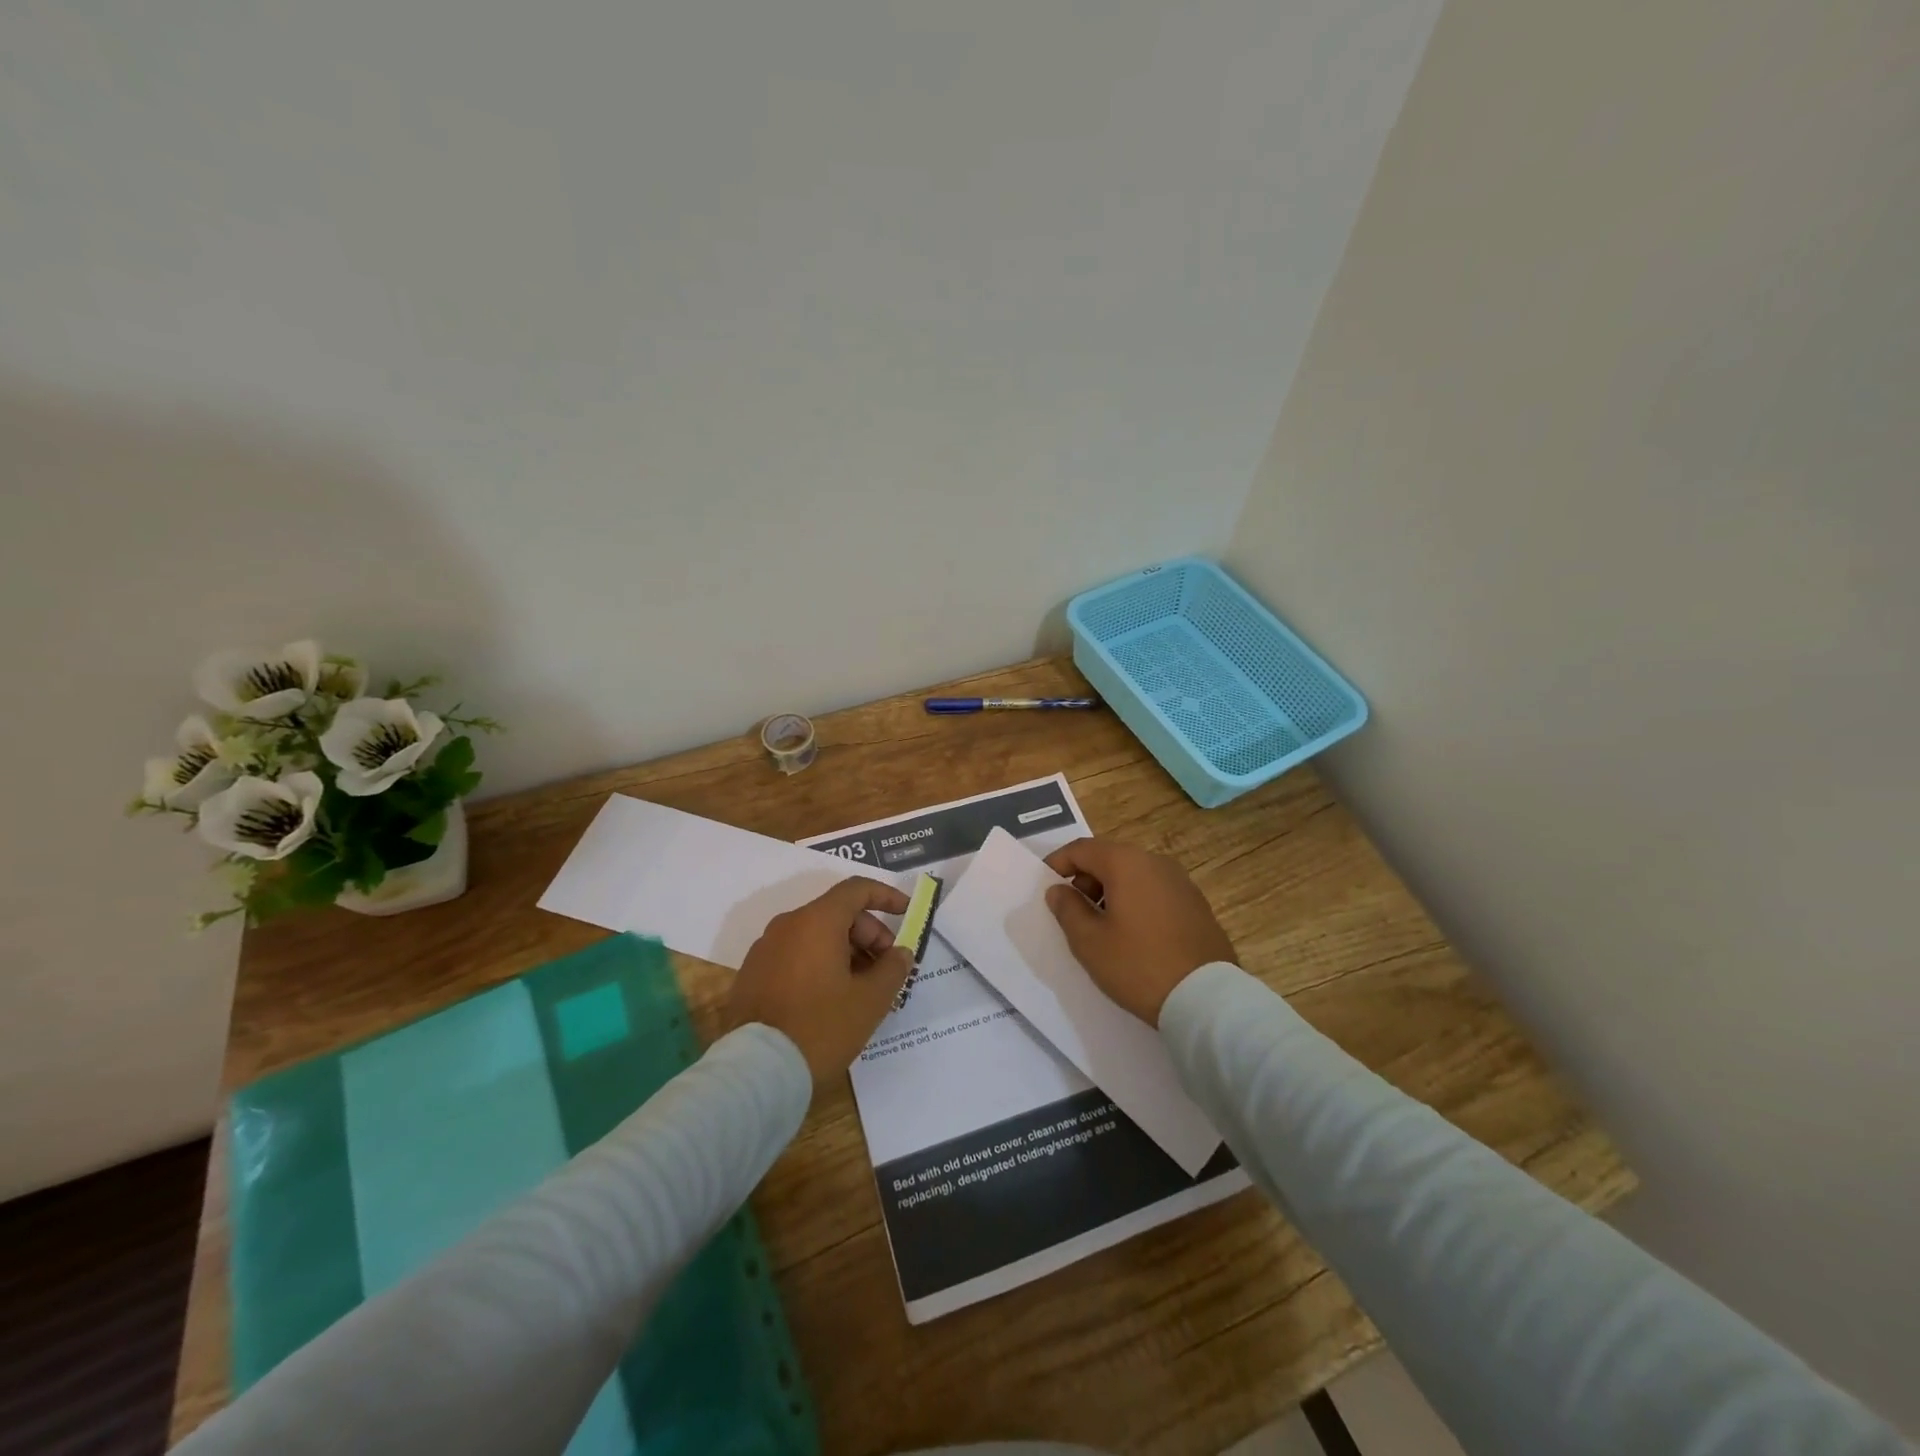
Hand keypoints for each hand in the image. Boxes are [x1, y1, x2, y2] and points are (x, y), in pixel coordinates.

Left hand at [727, 878, 913, 1082]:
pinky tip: (831, 998)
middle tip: (886, 968)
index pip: (856, 890)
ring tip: (862, 988)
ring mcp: (765, 949)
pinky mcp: (752, 975)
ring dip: (845, 951)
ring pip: (815, 936)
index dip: (886, 896)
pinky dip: (819, 964)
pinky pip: (795, 955)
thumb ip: (892, 969)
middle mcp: (787, 925)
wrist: (756, 1072)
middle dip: (868, 934)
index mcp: (816, 921)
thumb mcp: (870, 1000)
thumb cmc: (821, 1028)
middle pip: (836, 913)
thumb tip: (900, 953)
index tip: (906, 913)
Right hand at [1043, 837, 1235, 1026]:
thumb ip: (1067, 909)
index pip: (1082, 849)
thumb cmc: (1138, 965)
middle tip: (1073, 911)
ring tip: (1102, 927)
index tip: (1045, 885)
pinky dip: (1136, 901)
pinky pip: (1155, 891)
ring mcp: (1181, 882)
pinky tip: (1133, 935)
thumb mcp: (1089, 942)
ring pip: (1134, 875)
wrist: (1206, 998)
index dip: (1058, 863)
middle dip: (1085, 879)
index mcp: (1127, 863)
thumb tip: (1059, 890)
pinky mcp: (1196, 904)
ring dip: (1111, 891)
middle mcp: (1156, 862)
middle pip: (1110, 858)